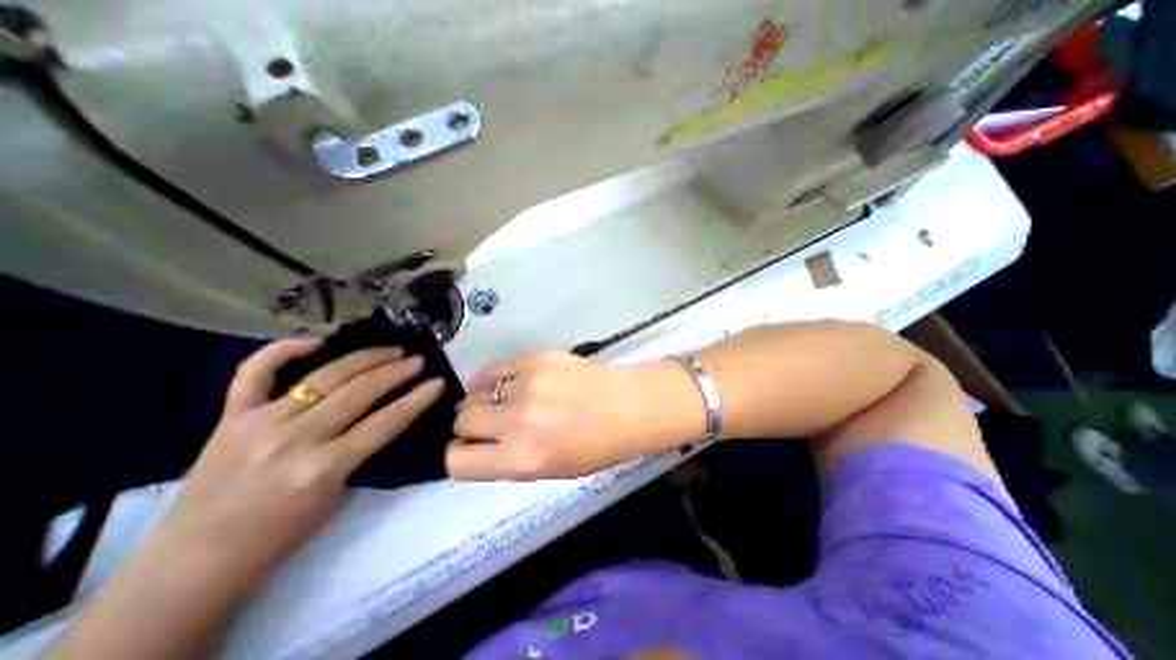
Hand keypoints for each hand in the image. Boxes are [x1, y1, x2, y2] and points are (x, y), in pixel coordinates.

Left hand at [154, 339, 446, 580]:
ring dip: (366, 359)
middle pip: (360, 392)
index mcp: (323, 467)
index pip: (387, 421)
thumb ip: (360, 452)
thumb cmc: (281, 535)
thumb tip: (383, 417)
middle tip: (417, 360)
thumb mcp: (338, 495)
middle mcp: (294, 438)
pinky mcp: (231, 417)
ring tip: (391, 350)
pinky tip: (317, 341)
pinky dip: (283, 351)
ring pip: (325, 376)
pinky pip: (255, 373)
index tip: (438, 382)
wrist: (196, 562)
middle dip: (397, 371)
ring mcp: (260, 423)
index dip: (418, 399)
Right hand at [441, 353, 696, 475]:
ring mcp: (526, 384)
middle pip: (462, 421)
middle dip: (471, 426)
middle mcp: (516, 421)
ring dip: (486, 401)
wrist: (630, 406)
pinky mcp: (535, 358)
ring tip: (507, 402)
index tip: (472, 449)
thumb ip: (509, 459)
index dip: (461, 456)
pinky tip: (505, 383)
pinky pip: (495, 368)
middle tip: (491, 424)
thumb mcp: (550, 470)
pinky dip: (493, 378)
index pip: (456, 461)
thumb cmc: (597, 447)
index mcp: (521, 459)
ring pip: (475, 393)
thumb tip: (478, 445)